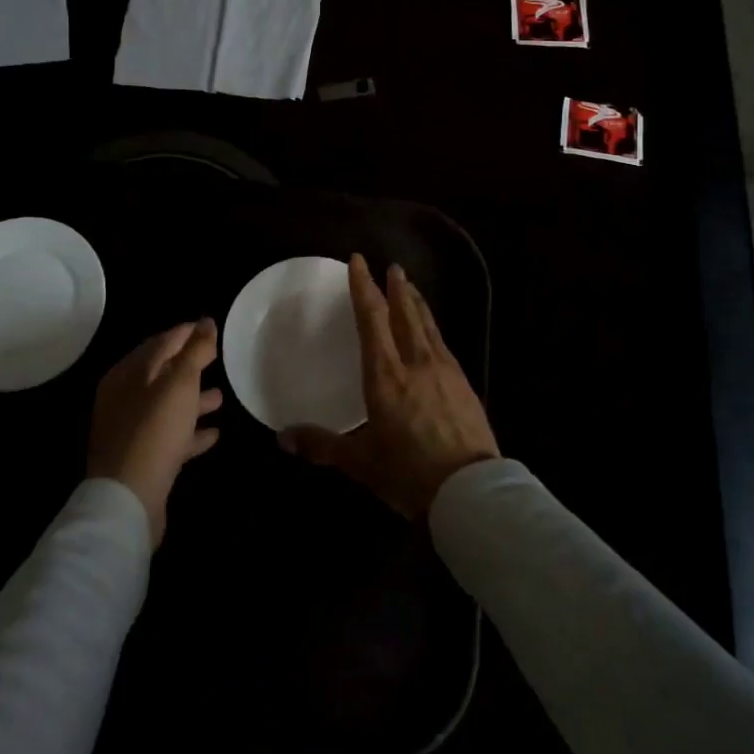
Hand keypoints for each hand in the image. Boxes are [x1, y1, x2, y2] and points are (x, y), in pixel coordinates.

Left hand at [88, 319, 223, 546]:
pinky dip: (190, 431)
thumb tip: (206, 321)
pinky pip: (170, 436)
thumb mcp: (180, 384)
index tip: (211, 327)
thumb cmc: (155, 430)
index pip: (161, 342)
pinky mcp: (142, 459)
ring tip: (222, 396)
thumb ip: (195, 351)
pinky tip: (214, 433)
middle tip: (218, 358)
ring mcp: (131, 430)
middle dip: (190, 365)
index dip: (187, 332)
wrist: (128, 500)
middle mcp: (124, 398)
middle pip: (162, 373)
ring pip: (167, 406)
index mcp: (127, 374)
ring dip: (193, 399)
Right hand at [281, 255, 498, 518]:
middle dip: (396, 288)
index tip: (359, 262)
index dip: (363, 287)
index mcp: (386, 375)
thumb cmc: (409, 474)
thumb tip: (282, 438)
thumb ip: (322, 446)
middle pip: (404, 314)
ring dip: (417, 303)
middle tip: (392, 267)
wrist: (471, 492)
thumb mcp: (361, 462)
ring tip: (411, 288)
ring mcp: (444, 371)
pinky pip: (443, 344)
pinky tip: (432, 335)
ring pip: (428, 325)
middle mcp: (415, 363)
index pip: (372, 319)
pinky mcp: (464, 384)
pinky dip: (432, 328)